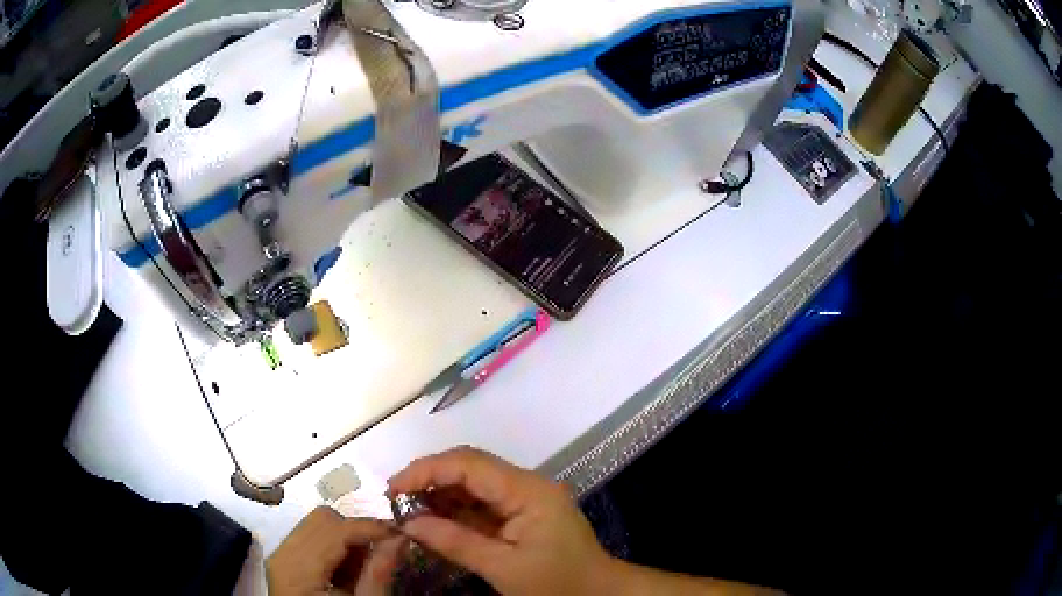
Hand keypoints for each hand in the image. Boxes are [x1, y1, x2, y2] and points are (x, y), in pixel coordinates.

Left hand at [267, 506, 405, 595]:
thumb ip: (378, 574)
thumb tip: (400, 538)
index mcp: (297, 569)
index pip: (334, 530)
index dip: (369, 528)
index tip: (401, 534)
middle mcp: (282, 553)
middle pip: (322, 519)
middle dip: (356, 531)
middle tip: (381, 552)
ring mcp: (280, 554)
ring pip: (317, 524)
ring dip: (347, 538)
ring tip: (363, 567)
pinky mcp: (285, 558)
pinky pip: (311, 536)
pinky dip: (335, 546)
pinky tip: (347, 571)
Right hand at [387, 447, 611, 595]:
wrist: (598, 594)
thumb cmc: (557, 584)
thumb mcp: (503, 569)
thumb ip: (455, 542)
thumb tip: (408, 523)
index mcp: (527, 491)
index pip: (469, 464)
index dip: (426, 470)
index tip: (392, 488)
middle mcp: (526, 485)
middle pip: (469, 467)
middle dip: (429, 479)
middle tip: (395, 500)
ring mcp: (524, 498)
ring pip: (472, 483)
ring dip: (439, 494)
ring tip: (406, 510)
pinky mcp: (521, 513)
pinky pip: (481, 503)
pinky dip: (454, 510)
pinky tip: (432, 520)